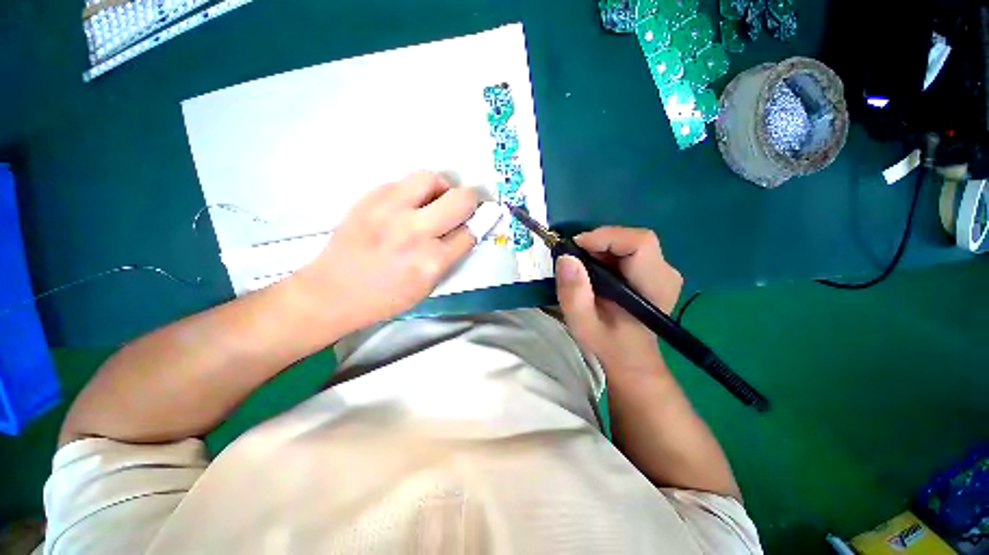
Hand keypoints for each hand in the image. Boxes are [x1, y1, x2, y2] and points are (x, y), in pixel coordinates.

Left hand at [292, 171, 478, 331]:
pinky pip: (404, 182)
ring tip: (433, 203)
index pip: (470, 233)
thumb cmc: (385, 297)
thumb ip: (449, 256)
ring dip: (441, 189)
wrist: (333, 291)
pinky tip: (407, 207)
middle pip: (460, 199)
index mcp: (431, 261)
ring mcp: (390, 209)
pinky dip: (414, 192)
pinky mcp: (370, 197)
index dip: (476, 227)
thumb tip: (466, 231)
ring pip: (431, 178)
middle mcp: (414, 231)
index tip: (475, 224)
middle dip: (469, 202)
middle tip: (462, 209)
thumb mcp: (427, 286)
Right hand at [555, 227, 682, 371]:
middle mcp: (665, 273)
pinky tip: (595, 271)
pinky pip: (629, 248)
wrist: (630, 357)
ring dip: (601, 248)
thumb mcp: (582, 323)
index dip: (605, 238)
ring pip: (629, 241)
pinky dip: (607, 253)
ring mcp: (662, 270)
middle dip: (599, 243)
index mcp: (653, 286)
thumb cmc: (607, 343)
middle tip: (575, 260)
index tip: (575, 249)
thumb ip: (574, 293)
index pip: (639, 243)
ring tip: (582, 268)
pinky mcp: (654, 270)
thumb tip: (566, 258)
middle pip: (632, 239)